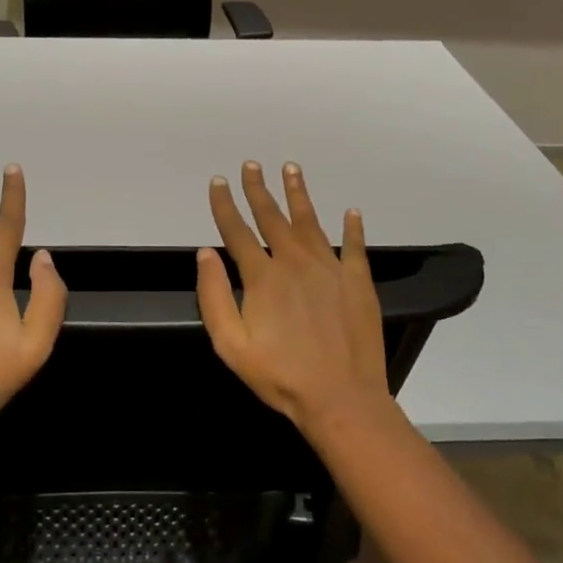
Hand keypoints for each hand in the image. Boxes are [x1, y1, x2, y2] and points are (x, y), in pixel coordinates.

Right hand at [195, 160, 388, 430]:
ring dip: (299, 194)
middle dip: (258, 189)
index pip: (237, 231)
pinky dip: (353, 228)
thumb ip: (214, 296)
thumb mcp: (231, 344)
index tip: (218, 181)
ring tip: (291, 168)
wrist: (341, 398)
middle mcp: (295, 262)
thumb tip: (205, 253)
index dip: (225, 205)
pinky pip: (354, 246)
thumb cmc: (280, 375)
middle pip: (273, 217)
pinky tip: (351, 212)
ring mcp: (330, 268)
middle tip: (252, 164)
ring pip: (311, 221)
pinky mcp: (358, 281)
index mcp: (263, 276)